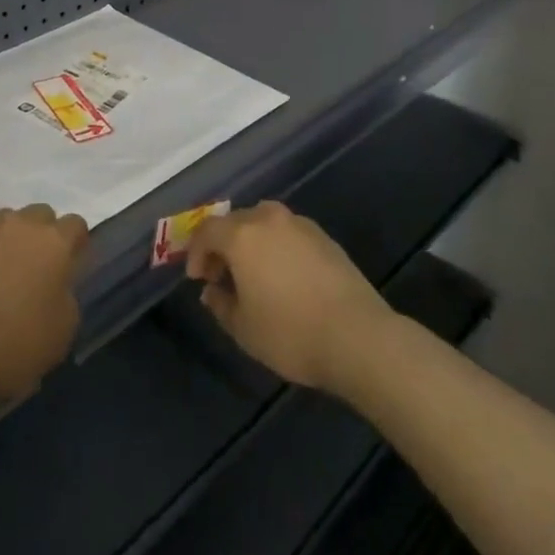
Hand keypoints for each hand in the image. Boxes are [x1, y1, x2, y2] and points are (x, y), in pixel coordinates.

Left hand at [0, 204, 89, 405]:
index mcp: (56, 243)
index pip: (76, 225)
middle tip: (35, 267)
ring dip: (9, 239)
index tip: (70, 265)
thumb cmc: (17, 343)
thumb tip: (57, 287)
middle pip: (40, 215)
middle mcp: (23, 224)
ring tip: (0, 270)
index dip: (75, 243)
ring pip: (6, 221)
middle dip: (41, 235)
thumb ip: (66, 296)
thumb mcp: (63, 330)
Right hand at [185, 201, 395, 392]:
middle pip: (234, 221)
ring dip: (250, 241)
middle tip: (221, 274)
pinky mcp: (323, 236)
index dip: (196, 252)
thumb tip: (212, 290)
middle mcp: (267, 219)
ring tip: (253, 272)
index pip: (207, 230)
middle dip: (222, 245)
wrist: (357, 336)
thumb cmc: (291, 333)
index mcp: (241, 235)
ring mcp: (299, 224)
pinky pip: (287, 232)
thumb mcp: (244, 329)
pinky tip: (283, 274)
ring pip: (262, 222)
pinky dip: (276, 245)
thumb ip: (221, 304)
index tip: (198, 278)